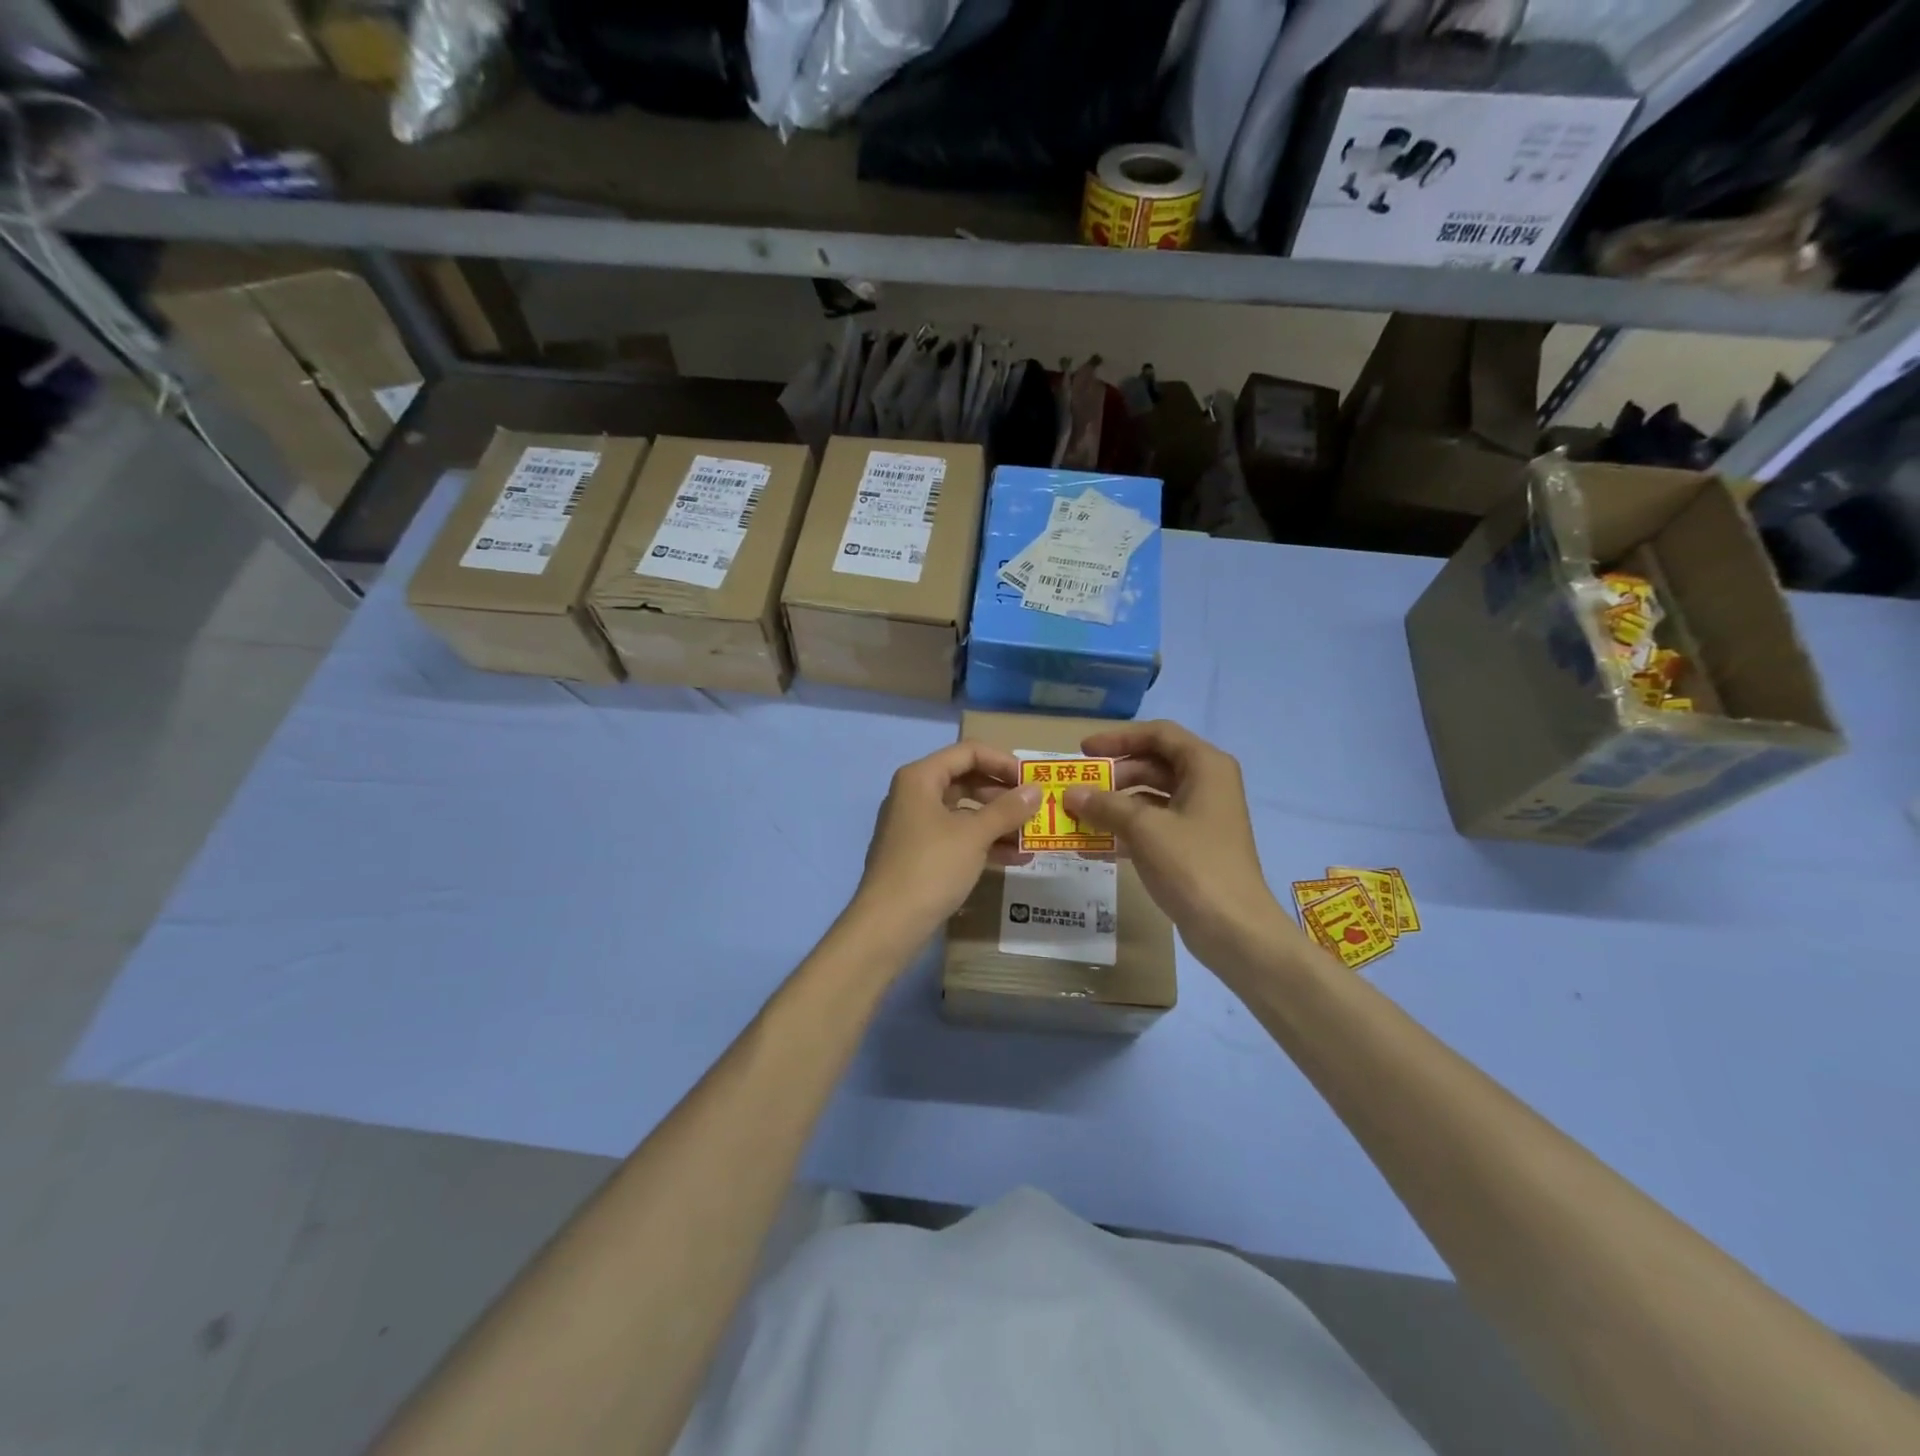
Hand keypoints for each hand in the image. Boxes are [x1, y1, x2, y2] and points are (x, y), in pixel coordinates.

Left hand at [848, 742, 1039, 948]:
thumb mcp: (973, 835)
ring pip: (964, 812)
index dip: (1003, 761)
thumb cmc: (931, 867)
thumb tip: (1036, 790)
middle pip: (967, 780)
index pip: (968, 752)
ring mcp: (916, 826)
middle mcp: (915, 795)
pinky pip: (958, 838)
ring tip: (1033, 836)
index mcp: (920, 778)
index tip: (1032, 780)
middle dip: (1004, 794)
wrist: (888, 924)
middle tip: (1036, 808)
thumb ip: (1007, 809)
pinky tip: (1016, 858)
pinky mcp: (921, 854)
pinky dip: (985, 843)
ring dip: (999, 821)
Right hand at [1062, 721, 1302, 969]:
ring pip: (1150, 798)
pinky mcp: (1192, 846)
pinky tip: (1094, 846)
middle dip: (1113, 776)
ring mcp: (1201, 817)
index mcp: (1206, 766)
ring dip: (1114, 805)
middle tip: (1077, 788)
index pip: (1158, 734)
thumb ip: (1104, 805)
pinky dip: (1125, 831)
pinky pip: (1153, 826)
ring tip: (1078, 817)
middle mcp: (1207, 784)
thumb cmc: (1192, 865)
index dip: (1118, 738)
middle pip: (1153, 765)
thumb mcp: (1143, 828)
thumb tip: (1070, 793)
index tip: (1083, 751)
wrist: (1233, 928)